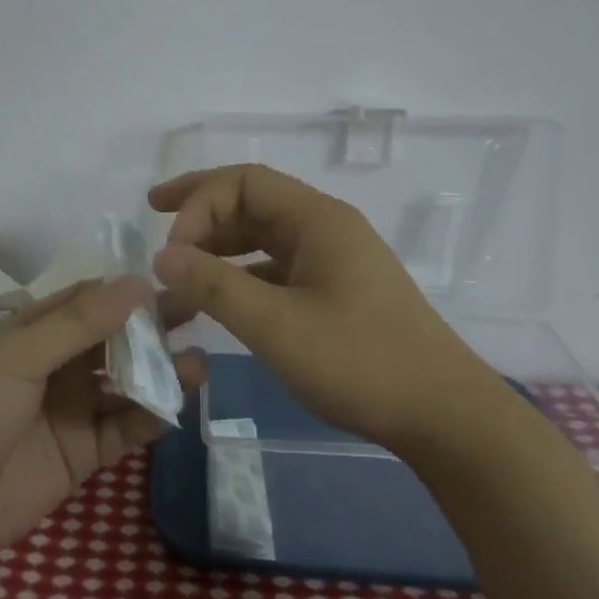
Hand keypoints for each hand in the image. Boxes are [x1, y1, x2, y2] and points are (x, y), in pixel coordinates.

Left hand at [0, 277, 206, 551]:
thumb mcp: (17, 355)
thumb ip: (78, 323)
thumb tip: (137, 283)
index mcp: (35, 333)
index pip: (90, 301)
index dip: (127, 291)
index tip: (171, 280)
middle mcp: (59, 366)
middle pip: (115, 340)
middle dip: (153, 329)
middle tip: (199, 314)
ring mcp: (73, 410)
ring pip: (126, 384)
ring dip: (160, 374)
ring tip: (198, 364)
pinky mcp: (84, 453)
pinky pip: (125, 429)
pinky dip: (150, 418)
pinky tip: (175, 405)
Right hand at [149, 163, 513, 453]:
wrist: (444, 415)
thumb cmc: (360, 362)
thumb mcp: (276, 325)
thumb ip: (214, 286)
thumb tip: (161, 255)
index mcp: (319, 219)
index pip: (245, 182)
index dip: (198, 203)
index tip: (170, 250)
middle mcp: (327, 228)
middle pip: (254, 200)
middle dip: (202, 208)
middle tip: (154, 215)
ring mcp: (335, 261)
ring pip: (265, 235)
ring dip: (220, 243)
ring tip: (180, 262)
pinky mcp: (338, 292)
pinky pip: (279, 267)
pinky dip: (243, 274)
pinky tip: (221, 298)